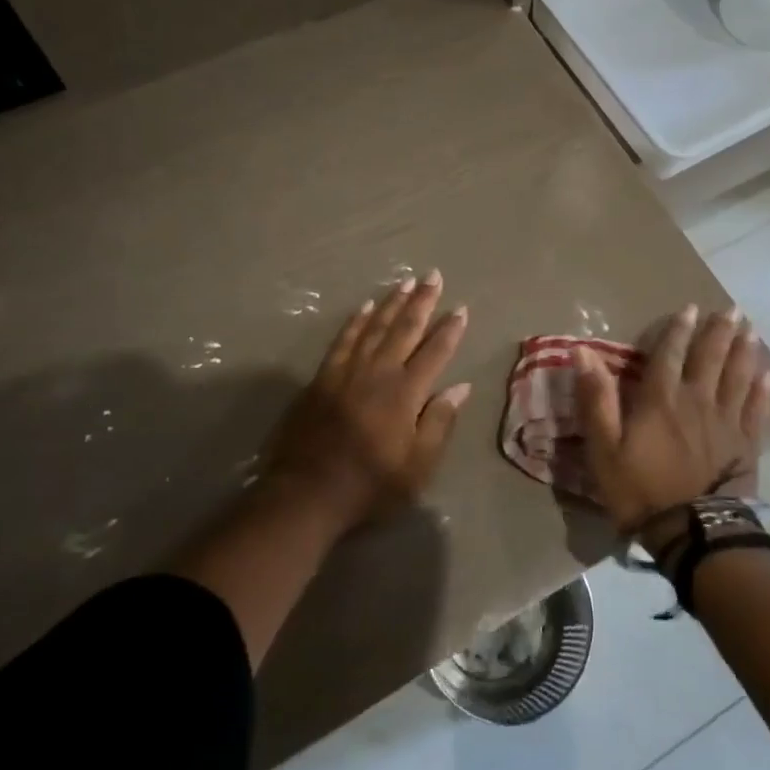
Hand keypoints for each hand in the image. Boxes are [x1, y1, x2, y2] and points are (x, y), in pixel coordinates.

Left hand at [262, 271, 470, 525]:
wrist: (308, 494)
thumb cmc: (370, 485)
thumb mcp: (418, 466)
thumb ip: (439, 423)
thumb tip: (460, 387)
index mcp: (405, 393)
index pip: (435, 352)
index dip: (450, 330)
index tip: (461, 308)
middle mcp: (378, 373)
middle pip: (404, 329)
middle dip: (422, 302)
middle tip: (433, 276)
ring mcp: (347, 372)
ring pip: (374, 327)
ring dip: (391, 303)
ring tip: (405, 282)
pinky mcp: (322, 378)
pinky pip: (343, 340)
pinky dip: (355, 322)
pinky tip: (364, 307)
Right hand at [574, 304, 769, 542]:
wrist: (693, 532)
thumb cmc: (641, 490)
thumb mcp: (604, 448)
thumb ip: (596, 399)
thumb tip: (583, 353)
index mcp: (661, 400)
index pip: (669, 355)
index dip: (678, 330)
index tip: (690, 308)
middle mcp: (697, 401)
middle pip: (710, 359)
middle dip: (720, 332)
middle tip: (733, 309)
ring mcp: (726, 422)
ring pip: (737, 377)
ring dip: (744, 351)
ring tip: (752, 330)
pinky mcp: (747, 444)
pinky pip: (756, 410)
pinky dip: (762, 390)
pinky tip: (767, 375)